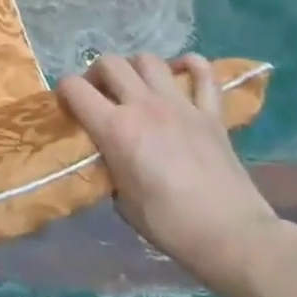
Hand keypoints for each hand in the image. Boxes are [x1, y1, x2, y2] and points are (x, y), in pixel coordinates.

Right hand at [57, 53, 288, 296]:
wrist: (232, 236)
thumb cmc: (169, 224)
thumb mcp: (121, 199)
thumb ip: (110, 166)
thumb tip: (110, 156)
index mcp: (115, 128)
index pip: (74, 88)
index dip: (64, 93)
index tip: (68, 109)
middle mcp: (144, 106)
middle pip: (110, 63)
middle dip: (96, 74)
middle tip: (100, 95)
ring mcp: (181, 105)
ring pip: (149, 60)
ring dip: (135, 68)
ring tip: (135, 87)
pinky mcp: (212, 113)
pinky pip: (204, 74)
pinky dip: (190, 65)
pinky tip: (181, 72)